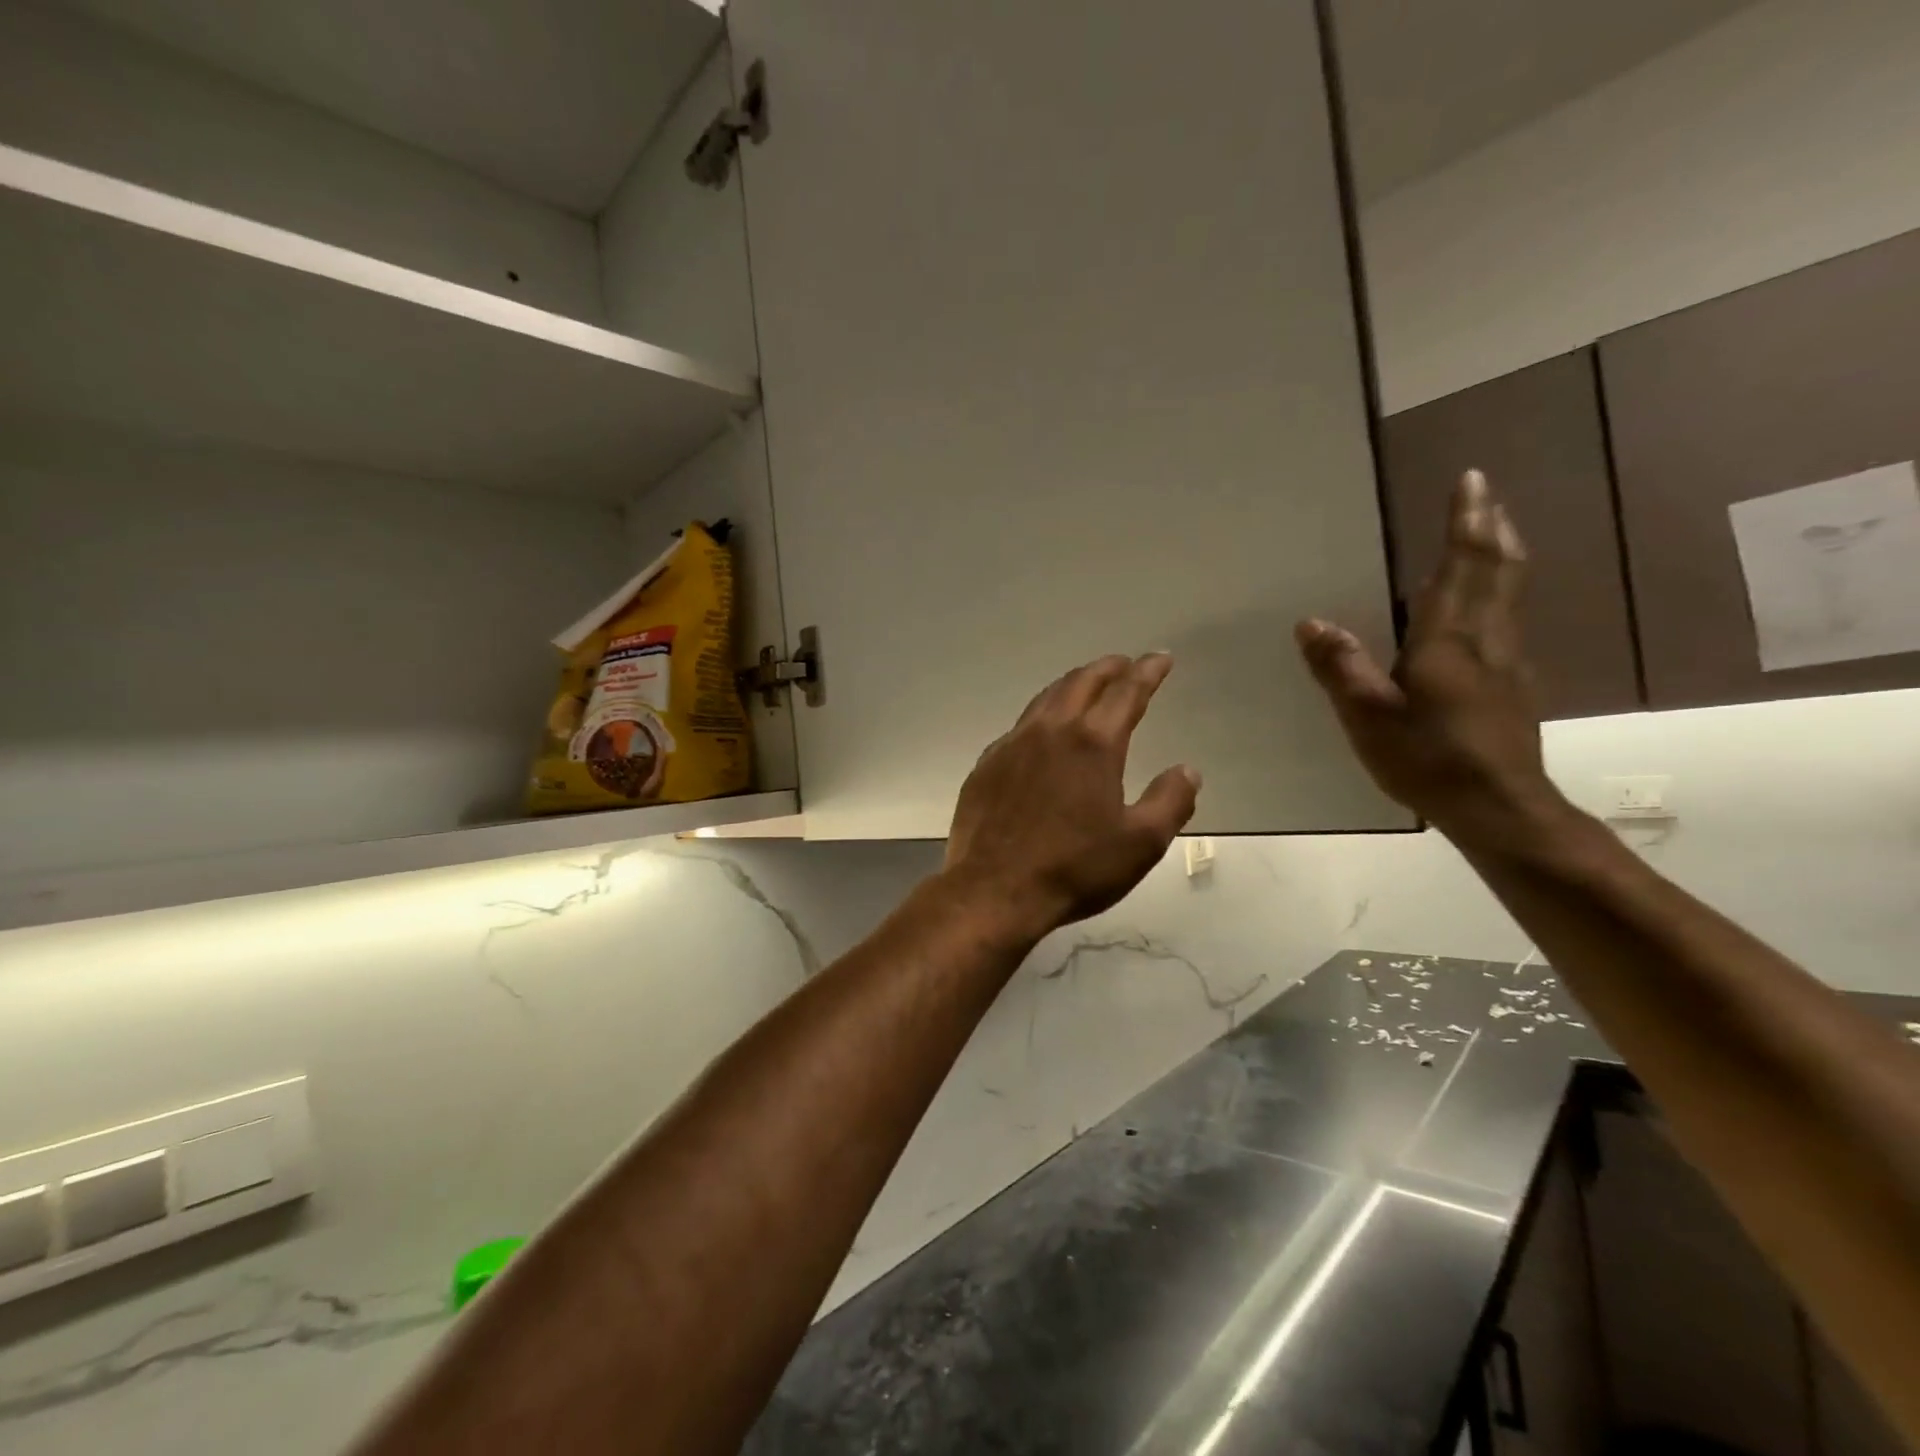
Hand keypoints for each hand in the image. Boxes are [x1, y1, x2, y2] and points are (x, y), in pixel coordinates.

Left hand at [941, 654, 1200, 944]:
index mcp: (1092, 744)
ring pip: (1045, 698)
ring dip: (1071, 684)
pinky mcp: (987, 764)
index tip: (1160, 658)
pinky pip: (1019, 726)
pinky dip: (1041, 715)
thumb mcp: (1140, 844)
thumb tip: (1188, 770)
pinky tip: (1042, 731)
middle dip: (1107, 668)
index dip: (1147, 672)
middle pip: (1081, 683)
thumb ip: (1170, 801)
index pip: (1126, 692)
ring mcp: (1012, 745)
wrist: (994, 890)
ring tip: (1086, 685)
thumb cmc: (1074, 869)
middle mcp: (1050, 731)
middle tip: (1124, 664)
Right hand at [1296, 469, 1576, 854]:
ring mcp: (1508, 663)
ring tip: (1488, 537)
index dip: (1467, 521)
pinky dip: (1497, 596)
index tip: (1471, 480)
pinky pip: (1505, 624)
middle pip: (1499, 570)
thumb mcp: (1368, 715)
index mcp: (1451, 638)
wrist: (1499, 808)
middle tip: (1485, 498)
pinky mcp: (1513, 688)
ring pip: (1509, 595)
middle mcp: (1488, 639)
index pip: (1464, 565)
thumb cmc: (1429, 758)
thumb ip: (1340, 667)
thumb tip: (1310, 623)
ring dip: (1499, 559)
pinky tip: (1483, 612)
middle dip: (1492, 529)